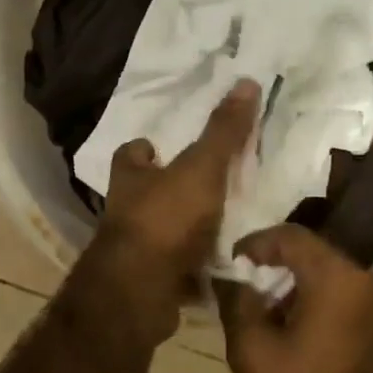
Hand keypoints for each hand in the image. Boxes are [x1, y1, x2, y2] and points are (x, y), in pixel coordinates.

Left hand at [81, 79, 260, 347]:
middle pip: (146, 193)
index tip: (166, 147)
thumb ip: (223, 132)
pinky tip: (222, 265)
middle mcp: (125, 211)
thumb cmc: (166, 219)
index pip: (131, 153)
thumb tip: (247, 81)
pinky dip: (193, 267)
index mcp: (130, 178)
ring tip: (225, 224)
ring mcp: (135, 250)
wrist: (142, 290)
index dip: (148, 149)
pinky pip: (175, 269)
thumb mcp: (201, 168)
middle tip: (208, 185)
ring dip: (185, 230)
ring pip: (161, 232)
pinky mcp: (149, 281)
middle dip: (170, 190)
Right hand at [216, 224, 372, 372]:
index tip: (228, 264)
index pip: (292, 237)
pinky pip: (344, 301)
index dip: (254, 243)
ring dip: (293, 287)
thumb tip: (230, 275)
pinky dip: (315, 304)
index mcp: (339, 280)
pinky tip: (290, 331)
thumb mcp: (251, 350)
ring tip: (260, 312)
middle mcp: (369, 283)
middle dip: (273, 267)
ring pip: (329, 278)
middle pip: (313, 255)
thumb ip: (237, 300)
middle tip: (240, 288)